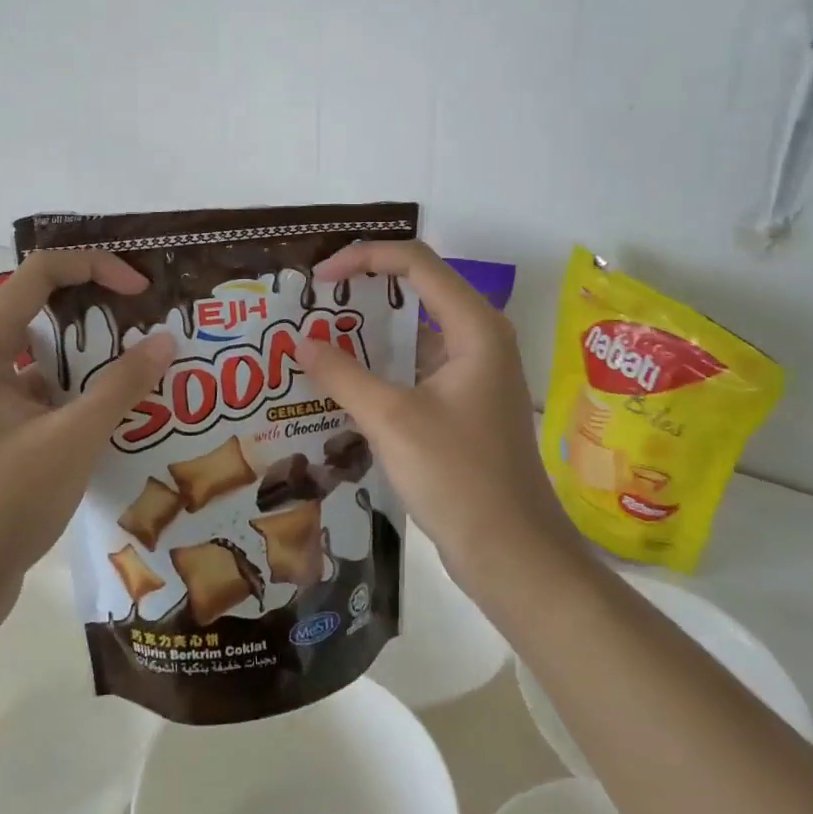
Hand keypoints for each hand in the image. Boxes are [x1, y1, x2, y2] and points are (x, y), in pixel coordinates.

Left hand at [0, 251, 174, 618]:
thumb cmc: (0, 504)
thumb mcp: (71, 440)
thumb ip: (121, 386)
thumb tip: (166, 340)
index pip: (42, 273)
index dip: (96, 267)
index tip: (142, 291)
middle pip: (46, 310)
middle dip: (103, 312)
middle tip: (154, 324)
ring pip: (49, 357)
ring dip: (96, 359)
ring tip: (150, 368)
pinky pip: (46, 394)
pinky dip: (83, 395)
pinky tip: (122, 414)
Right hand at [295, 240, 583, 603]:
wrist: (512, 555)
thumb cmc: (458, 477)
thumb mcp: (391, 420)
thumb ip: (342, 374)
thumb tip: (300, 341)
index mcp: (474, 327)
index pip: (414, 262)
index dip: (362, 258)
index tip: (318, 279)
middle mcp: (478, 338)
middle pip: (415, 290)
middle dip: (361, 292)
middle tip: (310, 305)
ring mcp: (472, 372)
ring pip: (413, 332)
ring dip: (366, 333)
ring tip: (315, 340)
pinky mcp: (462, 403)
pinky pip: (414, 367)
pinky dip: (379, 367)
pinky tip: (340, 384)